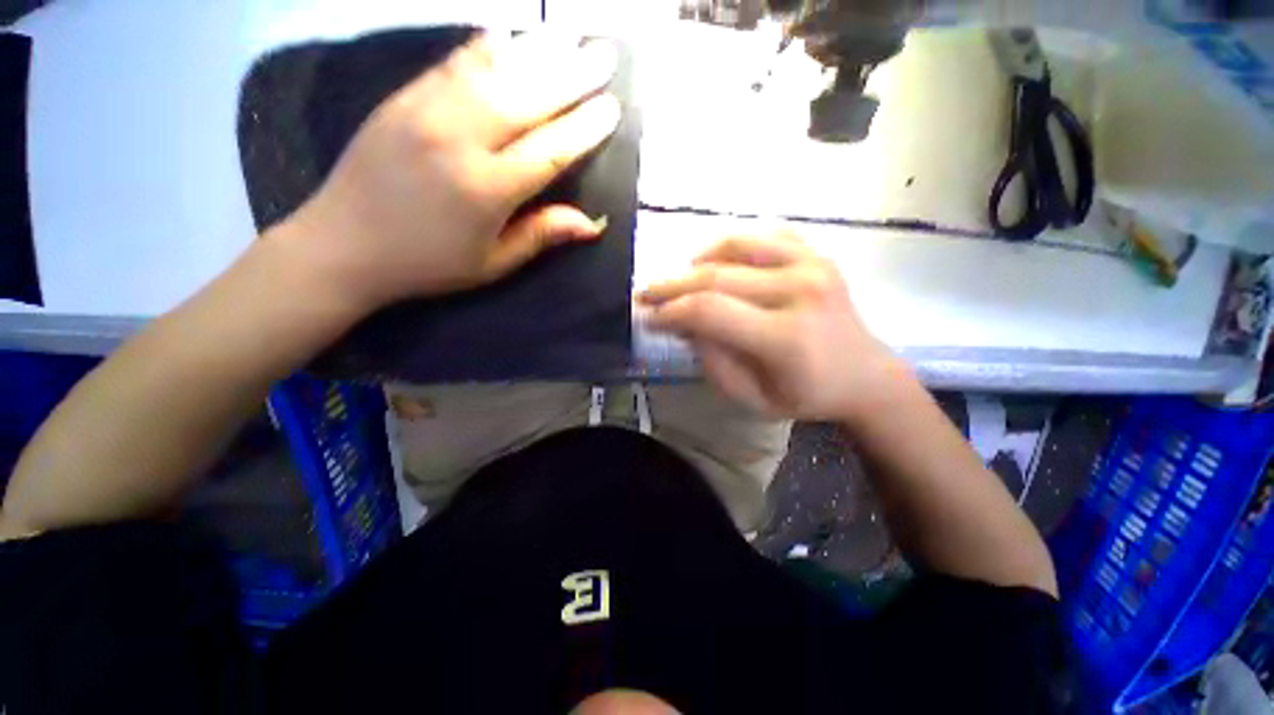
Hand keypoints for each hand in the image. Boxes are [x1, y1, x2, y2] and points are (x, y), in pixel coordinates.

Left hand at [283, 31, 621, 308]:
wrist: (343, 245)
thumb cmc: (428, 263)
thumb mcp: (492, 263)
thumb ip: (541, 235)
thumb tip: (592, 224)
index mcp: (487, 190)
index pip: (550, 150)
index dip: (584, 129)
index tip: (612, 108)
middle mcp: (460, 140)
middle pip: (527, 99)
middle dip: (572, 75)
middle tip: (605, 54)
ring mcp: (427, 111)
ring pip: (493, 71)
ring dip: (536, 50)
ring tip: (570, 36)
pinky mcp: (402, 99)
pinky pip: (452, 63)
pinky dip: (484, 46)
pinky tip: (508, 33)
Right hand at [638, 231, 908, 421]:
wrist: (863, 375)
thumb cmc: (805, 395)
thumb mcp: (751, 397)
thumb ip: (712, 360)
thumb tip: (684, 322)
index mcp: (786, 337)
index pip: (709, 310)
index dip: (670, 310)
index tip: (647, 316)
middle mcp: (800, 291)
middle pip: (716, 276)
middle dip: (672, 285)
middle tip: (646, 292)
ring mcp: (813, 265)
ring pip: (737, 246)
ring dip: (699, 259)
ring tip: (681, 277)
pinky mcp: (818, 254)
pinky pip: (765, 236)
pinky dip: (733, 245)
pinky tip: (720, 262)